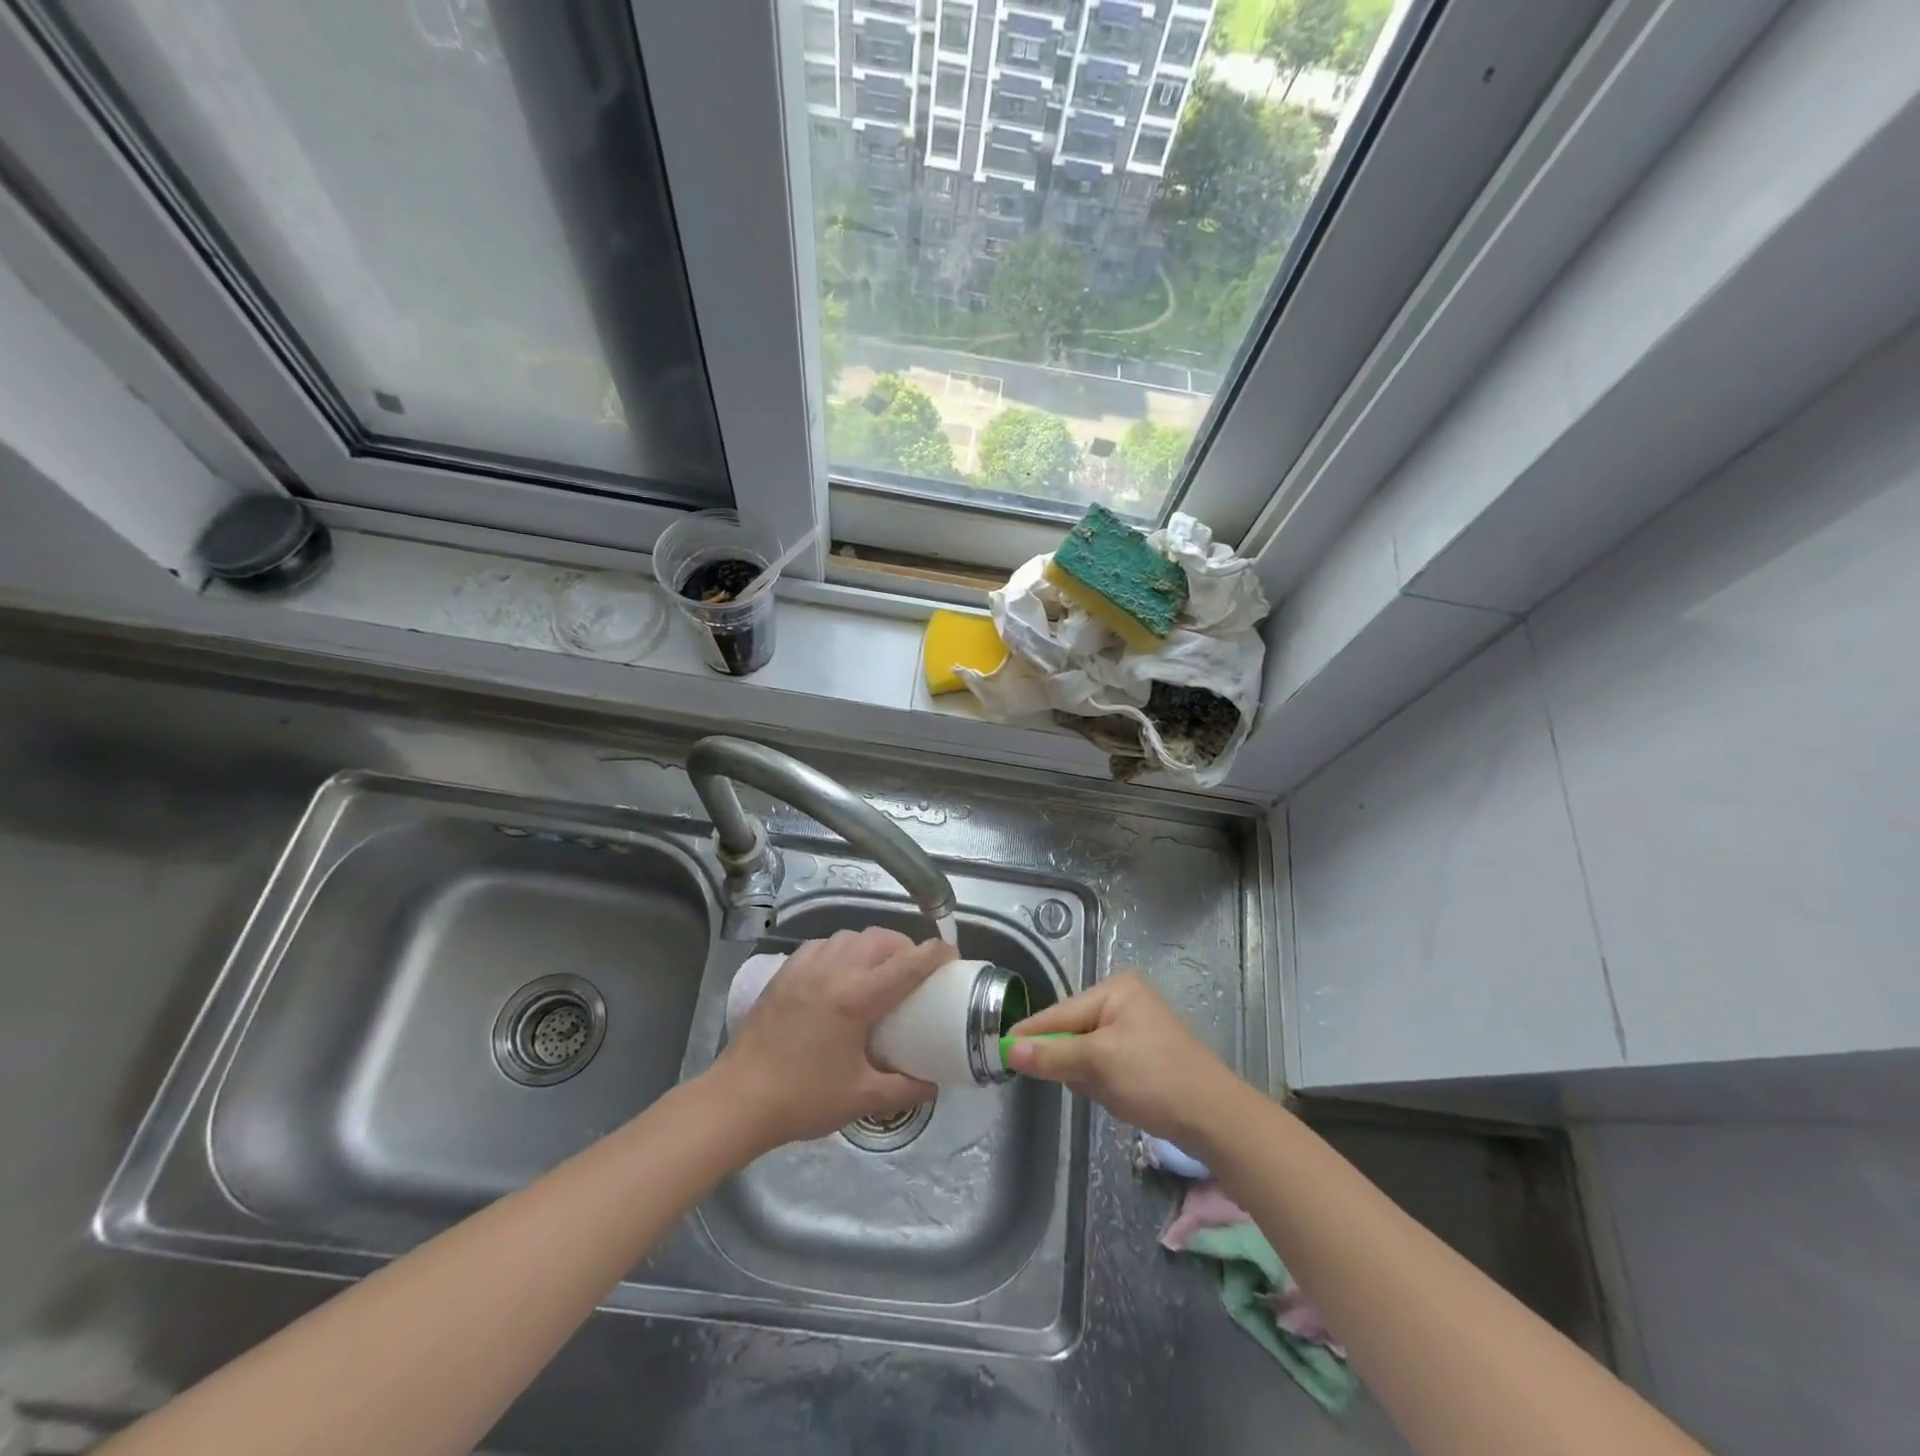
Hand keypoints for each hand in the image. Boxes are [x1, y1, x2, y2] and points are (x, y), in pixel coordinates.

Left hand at [714, 928, 948, 1153]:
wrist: (739, 1099)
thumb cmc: (804, 1098)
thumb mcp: (863, 1099)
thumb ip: (905, 1088)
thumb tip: (934, 1084)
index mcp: (857, 997)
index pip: (908, 963)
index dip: (935, 954)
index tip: (952, 955)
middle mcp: (834, 970)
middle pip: (880, 940)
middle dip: (905, 947)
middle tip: (915, 970)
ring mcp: (806, 967)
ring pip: (850, 936)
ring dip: (873, 945)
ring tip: (879, 968)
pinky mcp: (785, 972)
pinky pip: (823, 945)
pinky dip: (842, 949)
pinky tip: (841, 972)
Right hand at [1004, 971, 1242, 1144]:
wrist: (1216, 1119)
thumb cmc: (1155, 1079)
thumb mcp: (1098, 1064)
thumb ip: (1052, 1054)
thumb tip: (1009, 1049)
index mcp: (1115, 989)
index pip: (1059, 1012)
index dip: (1031, 1034)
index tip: (1001, 1051)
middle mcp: (1124, 1000)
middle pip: (1072, 1031)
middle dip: (1071, 1061)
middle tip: (1082, 1083)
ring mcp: (1135, 1026)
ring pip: (1086, 1052)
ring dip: (1089, 1076)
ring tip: (1110, 1092)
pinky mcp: (1143, 1053)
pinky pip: (1105, 1064)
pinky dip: (1104, 1082)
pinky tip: (1121, 1097)